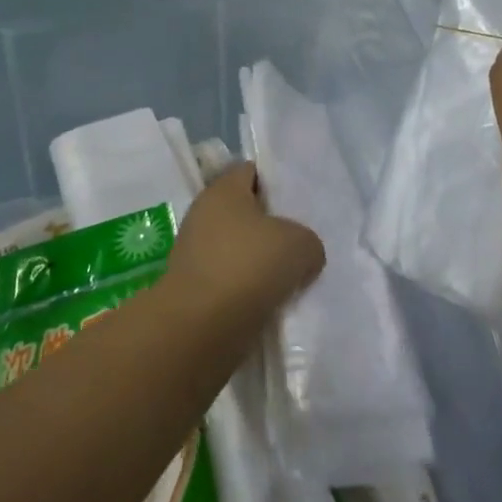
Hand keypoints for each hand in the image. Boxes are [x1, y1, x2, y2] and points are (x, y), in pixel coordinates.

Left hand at [163, 163, 324, 326]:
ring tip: (292, 278)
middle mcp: (203, 216)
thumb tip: (303, 256)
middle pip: (245, 214)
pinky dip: (249, 292)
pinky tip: (273, 303)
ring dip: (261, 264)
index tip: (299, 202)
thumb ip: (309, 242)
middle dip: (272, 228)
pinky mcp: (193, 292)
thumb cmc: (248, 266)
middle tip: (302, 241)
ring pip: (239, 251)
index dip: (276, 182)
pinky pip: (231, 283)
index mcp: (223, 190)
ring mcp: (194, 256)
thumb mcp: (301, 244)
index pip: (251, 172)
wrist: (198, 330)